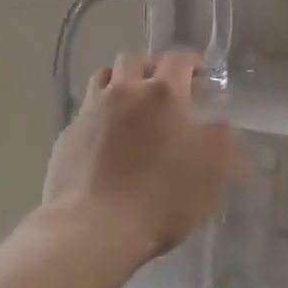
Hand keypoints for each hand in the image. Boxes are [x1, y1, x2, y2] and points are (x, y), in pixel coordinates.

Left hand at [42, 49, 236, 262]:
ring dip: (119, 84)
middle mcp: (123, 91)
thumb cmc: (163, 194)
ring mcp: (90, 112)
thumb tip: (216, 120)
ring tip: (131, 105)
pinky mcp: (66, 138)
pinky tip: (106, 140)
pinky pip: (85, 113)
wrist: (95, 229)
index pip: (178, 59)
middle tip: (164, 87)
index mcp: (162, 92)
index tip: (200, 73)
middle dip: (150, 67)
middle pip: (133, 60)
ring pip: (102, 79)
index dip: (191, 62)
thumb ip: (221, 135)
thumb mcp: (214, 166)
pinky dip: (99, 117)